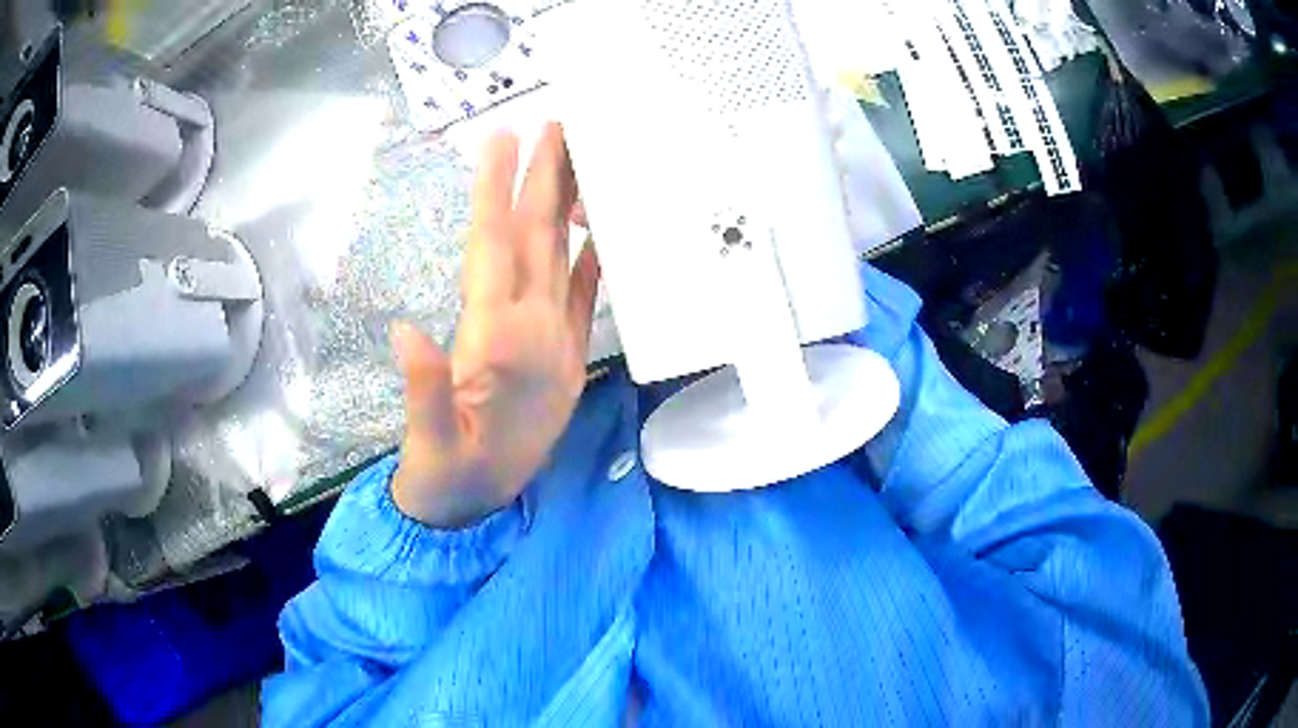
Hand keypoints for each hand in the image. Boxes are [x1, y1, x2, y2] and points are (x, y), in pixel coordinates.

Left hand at [390, 123, 599, 528]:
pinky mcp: (566, 354)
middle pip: (532, 233)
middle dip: (541, 177)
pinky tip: (602, 231)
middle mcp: (519, 317)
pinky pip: (584, 296)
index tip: (503, 138)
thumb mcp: (433, 441)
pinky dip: (595, 261)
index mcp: (491, 330)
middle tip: (556, 125)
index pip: (495, 244)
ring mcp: (545, 332)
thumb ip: (425, 392)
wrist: (473, 497)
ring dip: (568, 206)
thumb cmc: (447, 471)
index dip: (497, 191)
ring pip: (559, 254)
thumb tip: (405, 332)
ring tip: (583, 160)